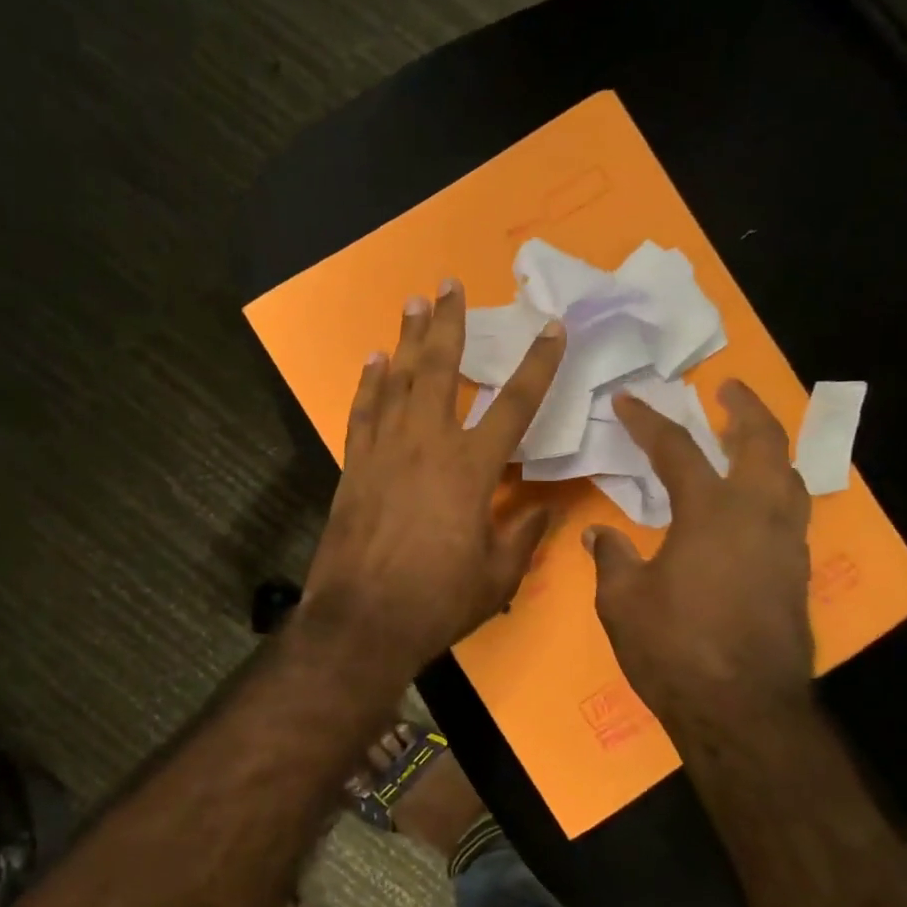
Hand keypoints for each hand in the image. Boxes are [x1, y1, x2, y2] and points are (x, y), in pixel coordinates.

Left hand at [302, 280, 565, 677]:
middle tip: (449, 284)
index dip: (538, 364)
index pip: (514, 404)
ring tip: (414, 303)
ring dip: (407, 340)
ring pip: (397, 381)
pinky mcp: (354, 467)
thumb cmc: (436, 602)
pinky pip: (362, 413)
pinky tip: (373, 361)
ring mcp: (384, 452)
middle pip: (441, 370)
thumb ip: (524, 536)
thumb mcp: (496, 577)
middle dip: (449, 324)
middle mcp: (426, 445)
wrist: (361, 621)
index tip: (552, 328)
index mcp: (470, 468)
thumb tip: (547, 512)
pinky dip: (368, 384)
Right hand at [585, 380, 815, 736]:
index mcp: (710, 512)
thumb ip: (612, 558)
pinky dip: (776, 489)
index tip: (628, 400)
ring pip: (790, 475)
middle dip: (745, 408)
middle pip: (763, 442)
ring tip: (749, 437)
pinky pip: (793, 512)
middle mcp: (758, 515)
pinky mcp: (798, 574)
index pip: (677, 450)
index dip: (649, 421)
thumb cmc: (674, 649)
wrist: (744, 710)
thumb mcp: (622, 601)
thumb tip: (599, 534)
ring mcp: (787, 545)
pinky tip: (756, 503)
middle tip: (728, 388)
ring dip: (770, 446)